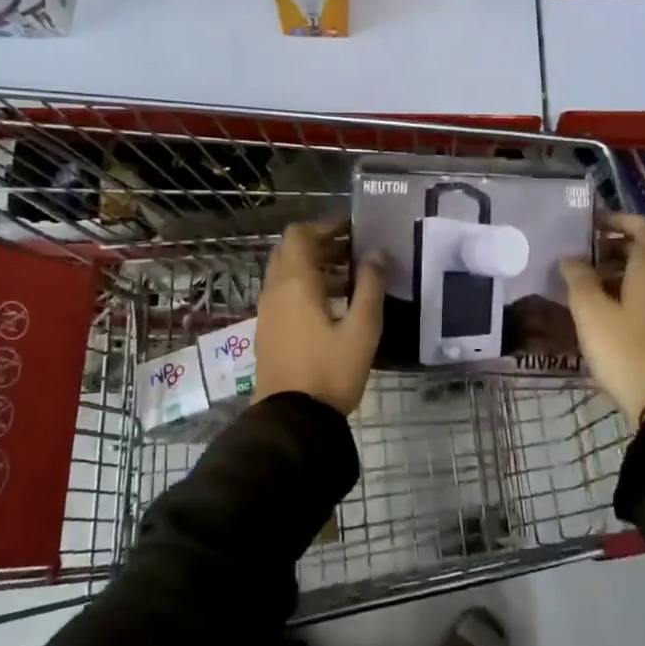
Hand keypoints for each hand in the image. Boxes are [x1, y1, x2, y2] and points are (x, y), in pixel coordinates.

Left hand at [254, 220, 385, 415]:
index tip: (353, 229)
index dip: (326, 225)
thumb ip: (370, 287)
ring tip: (350, 278)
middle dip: (321, 244)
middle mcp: (275, 290)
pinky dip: (306, 287)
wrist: (292, 420)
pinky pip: (284, 293)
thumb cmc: (330, 371)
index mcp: (295, 283)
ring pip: (287, 273)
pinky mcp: (268, 330)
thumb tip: (376, 254)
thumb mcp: (362, 329)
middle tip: (353, 251)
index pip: (300, 234)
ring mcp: (268, 311)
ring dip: (315, 267)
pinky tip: (333, 306)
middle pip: (291, 251)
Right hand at [560, 212, 644, 426]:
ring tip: (584, 286)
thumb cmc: (625, 348)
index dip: (617, 219)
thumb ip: (578, 278)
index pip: (642, 225)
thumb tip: (570, 258)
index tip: (589, 226)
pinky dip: (626, 294)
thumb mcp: (591, 311)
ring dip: (617, 272)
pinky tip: (602, 314)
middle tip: (580, 257)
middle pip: (644, 250)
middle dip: (612, 247)